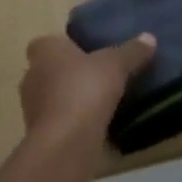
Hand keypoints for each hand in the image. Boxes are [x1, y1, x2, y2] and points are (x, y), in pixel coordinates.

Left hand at [18, 32, 155, 155]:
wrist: (66, 144)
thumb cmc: (86, 90)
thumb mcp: (117, 65)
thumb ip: (132, 51)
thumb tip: (149, 38)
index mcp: (45, 51)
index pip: (46, 43)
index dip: (63, 46)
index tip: (84, 52)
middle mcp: (32, 76)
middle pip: (48, 70)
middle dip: (68, 73)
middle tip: (96, 75)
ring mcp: (32, 109)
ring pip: (51, 97)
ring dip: (69, 100)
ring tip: (98, 102)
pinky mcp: (38, 136)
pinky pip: (57, 122)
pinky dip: (71, 123)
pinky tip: (94, 126)